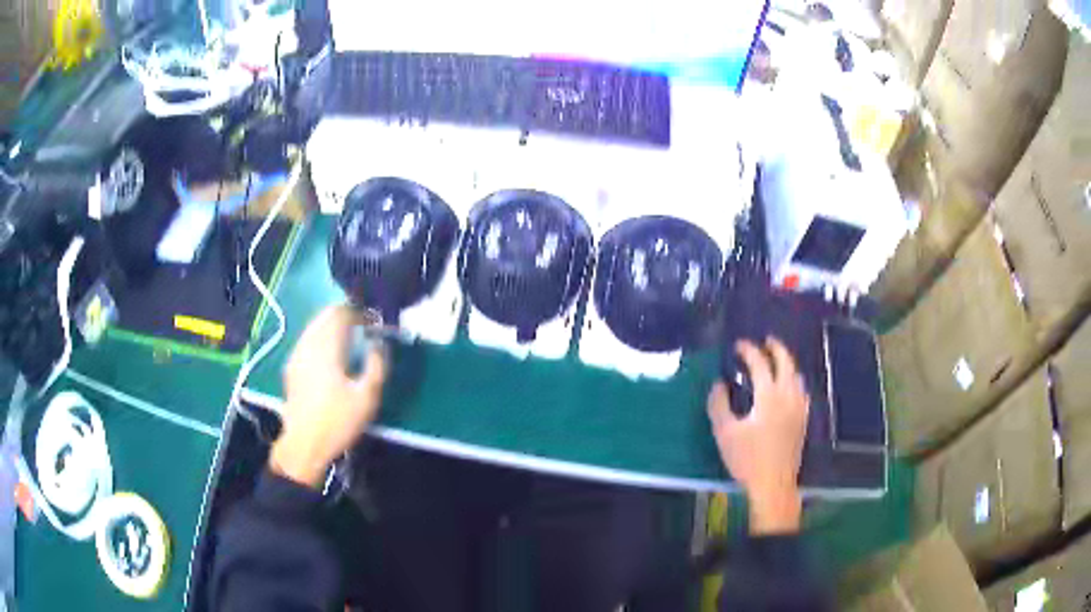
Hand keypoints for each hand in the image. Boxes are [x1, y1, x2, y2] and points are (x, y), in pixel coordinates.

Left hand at [270, 304, 387, 487]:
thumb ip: (376, 366)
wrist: (304, 445)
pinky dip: (320, 339)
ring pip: (314, 327)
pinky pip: (307, 341)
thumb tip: (379, 345)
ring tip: (348, 341)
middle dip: (344, 317)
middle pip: (324, 317)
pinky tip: (330, 355)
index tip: (373, 322)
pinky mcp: (291, 368)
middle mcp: (308, 344)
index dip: (358, 313)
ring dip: (331, 327)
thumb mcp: (367, 398)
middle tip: (362, 329)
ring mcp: (296, 355)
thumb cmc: (337, 421)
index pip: (340, 313)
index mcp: (326, 347)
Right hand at [707, 338, 809, 534]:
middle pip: (786, 363)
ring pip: (797, 375)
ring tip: (776, 360)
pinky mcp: (803, 420)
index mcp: (769, 396)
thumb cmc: (747, 459)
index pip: (760, 363)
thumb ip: (719, 405)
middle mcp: (788, 396)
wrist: (773, 484)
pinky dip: (794, 380)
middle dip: (776, 348)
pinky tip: (789, 387)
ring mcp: (799, 408)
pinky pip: (801, 390)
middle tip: (765, 341)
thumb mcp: (725, 433)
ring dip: (787, 363)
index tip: (738, 345)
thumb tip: (719, 384)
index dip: (749, 350)